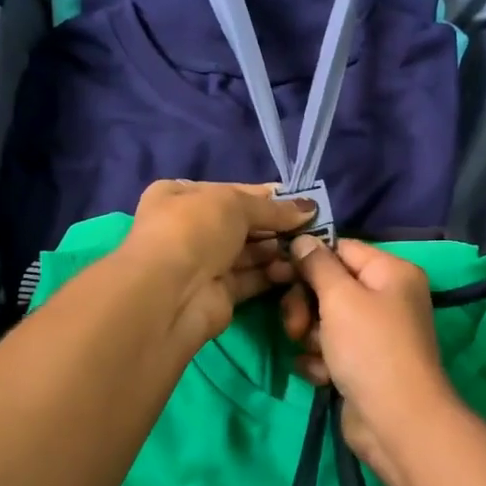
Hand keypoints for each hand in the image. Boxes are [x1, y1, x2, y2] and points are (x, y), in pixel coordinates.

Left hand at [118, 180, 311, 344]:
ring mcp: (203, 262)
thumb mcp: (233, 204)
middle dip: (277, 225)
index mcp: (181, 195)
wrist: (171, 293)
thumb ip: (273, 207)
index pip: (232, 191)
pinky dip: (273, 273)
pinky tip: (296, 269)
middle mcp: (190, 228)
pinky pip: (252, 278)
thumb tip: (309, 207)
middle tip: (314, 227)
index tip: (302, 201)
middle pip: (242, 224)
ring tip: (308, 248)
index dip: (268, 196)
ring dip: (278, 250)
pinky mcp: (219, 293)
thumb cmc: (194, 230)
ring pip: (249, 253)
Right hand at [281, 236, 462, 474]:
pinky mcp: (363, 365)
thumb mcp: (340, 298)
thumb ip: (317, 265)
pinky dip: (321, 362)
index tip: (278, 272)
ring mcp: (375, 334)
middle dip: (305, 305)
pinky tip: (322, 376)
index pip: (341, 249)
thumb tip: (303, 239)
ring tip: (314, 354)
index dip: (309, 259)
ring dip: (310, 337)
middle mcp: (387, 299)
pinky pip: (330, 351)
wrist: (396, 421)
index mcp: (391, 273)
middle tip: (295, 326)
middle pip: (330, 286)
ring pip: (325, 321)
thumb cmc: (370, 348)